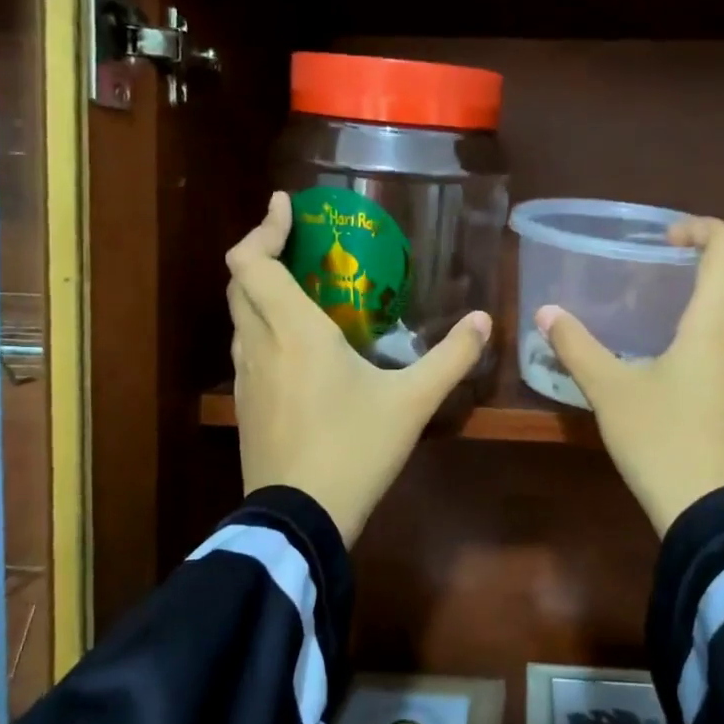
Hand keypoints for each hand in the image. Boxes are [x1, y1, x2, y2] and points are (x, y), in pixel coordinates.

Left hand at [227, 192, 492, 546]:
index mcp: (294, 331)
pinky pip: (246, 348)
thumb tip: (484, 320)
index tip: (286, 206)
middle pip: (239, 282)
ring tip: (300, 288)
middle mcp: (260, 344)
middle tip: (299, 245)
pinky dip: (262, 327)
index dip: (263, 227)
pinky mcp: (245, 405)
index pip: (252, 262)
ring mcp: (246, 377)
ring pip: (239, 317)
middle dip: (261, 253)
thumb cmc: (355, 448)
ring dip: (260, 291)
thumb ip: (451, 357)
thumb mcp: (413, 402)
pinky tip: (296, 346)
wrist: (300, 517)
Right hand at [537, 218, 723, 538]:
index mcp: (715, 325)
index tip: (667, 241)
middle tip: (689, 280)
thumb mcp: (610, 392)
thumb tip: (547, 313)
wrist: (711, 514)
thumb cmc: (662, 441)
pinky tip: (688, 370)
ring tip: (683, 322)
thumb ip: (577, 347)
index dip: (703, 229)